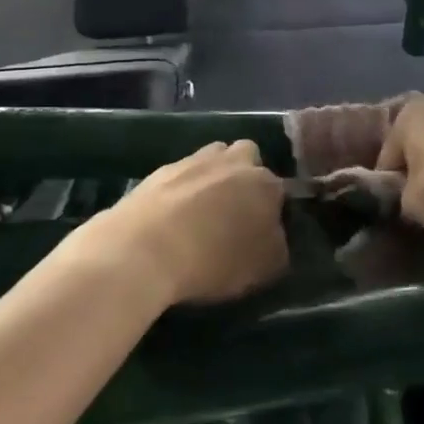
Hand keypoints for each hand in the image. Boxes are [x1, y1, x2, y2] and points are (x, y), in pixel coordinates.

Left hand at [78, 141, 287, 308]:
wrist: (143, 249)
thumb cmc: (214, 260)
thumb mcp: (265, 267)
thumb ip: (278, 245)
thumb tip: (273, 234)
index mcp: (264, 183)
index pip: (280, 190)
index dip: (273, 210)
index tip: (263, 232)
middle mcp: (232, 162)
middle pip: (247, 156)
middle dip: (244, 176)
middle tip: (235, 211)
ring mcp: (193, 161)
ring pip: (212, 158)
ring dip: (213, 176)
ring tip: (201, 211)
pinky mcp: (158, 170)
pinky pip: (180, 175)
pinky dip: (180, 190)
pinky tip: (172, 217)